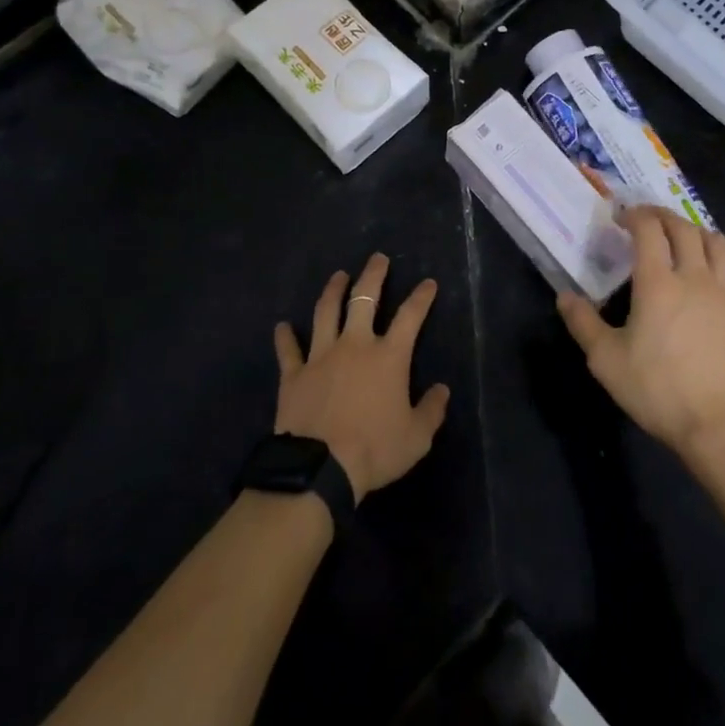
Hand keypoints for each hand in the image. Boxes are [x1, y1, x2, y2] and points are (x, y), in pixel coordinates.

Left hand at [274, 254, 451, 501]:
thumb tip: (442, 390)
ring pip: (326, 312)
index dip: (421, 297)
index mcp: (388, 356)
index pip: (410, 316)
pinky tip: (282, 326)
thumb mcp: (416, 437)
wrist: (320, 468)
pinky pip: (288, 350)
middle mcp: (355, 344)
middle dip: (373, 275)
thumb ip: (431, 410)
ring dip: (333, 291)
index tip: (428, 283)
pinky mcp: (294, 374)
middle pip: (364, 299)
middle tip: (377, 258)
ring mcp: (321, 355)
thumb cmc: (374, 450)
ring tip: (338, 276)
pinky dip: (285, 336)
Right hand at [557, 206, 724, 456]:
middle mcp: (695, 278)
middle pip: (684, 228)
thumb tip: (565, 296)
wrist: (723, 427)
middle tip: (648, 219)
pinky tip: (711, 280)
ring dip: (697, 232)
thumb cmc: (659, 390)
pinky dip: (720, 265)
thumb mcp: (607, 360)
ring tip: (684, 239)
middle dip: (663, 216)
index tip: (622, 217)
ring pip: (718, 243)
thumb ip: (583, 323)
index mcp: (658, 282)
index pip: (649, 229)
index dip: (635, 215)